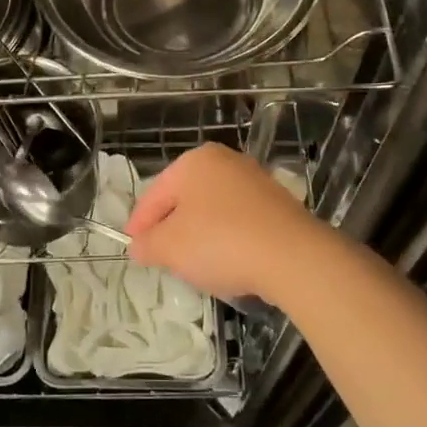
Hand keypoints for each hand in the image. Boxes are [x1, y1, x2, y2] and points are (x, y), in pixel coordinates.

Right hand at [125, 143, 328, 304]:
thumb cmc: (221, 242)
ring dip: (199, 235)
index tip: (133, 249)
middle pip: (185, 199)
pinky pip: (239, 222)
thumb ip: (147, 244)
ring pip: (213, 210)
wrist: (294, 257)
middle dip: (170, 228)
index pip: (154, 194)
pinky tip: (228, 263)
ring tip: (194, 264)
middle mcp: (226, 162)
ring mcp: (255, 181)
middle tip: (160, 257)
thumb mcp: (170, 247)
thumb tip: (139, 245)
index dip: (139, 224)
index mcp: (194, 162)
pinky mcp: (279, 205)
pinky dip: (227, 239)